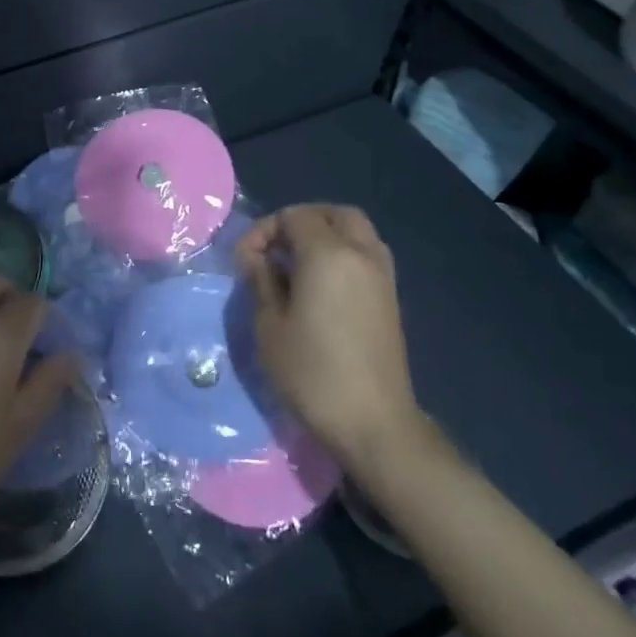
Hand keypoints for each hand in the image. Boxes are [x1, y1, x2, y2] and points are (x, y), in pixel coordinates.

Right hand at [235, 204, 424, 475]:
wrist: (372, 423)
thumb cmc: (312, 372)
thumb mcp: (269, 325)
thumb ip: (260, 280)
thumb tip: (256, 258)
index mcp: (329, 254)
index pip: (293, 216)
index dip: (263, 232)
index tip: (245, 263)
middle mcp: (361, 254)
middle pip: (333, 214)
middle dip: (299, 222)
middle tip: (274, 251)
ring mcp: (382, 275)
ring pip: (355, 231)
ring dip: (323, 236)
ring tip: (294, 267)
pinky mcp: (390, 298)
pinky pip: (365, 254)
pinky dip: (341, 254)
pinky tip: (318, 286)